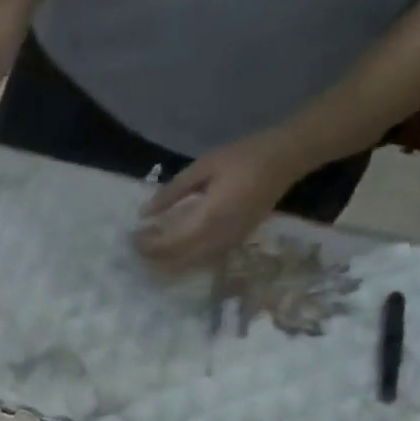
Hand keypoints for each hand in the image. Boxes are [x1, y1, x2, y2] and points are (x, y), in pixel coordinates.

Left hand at [134, 129, 314, 267]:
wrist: (287, 157)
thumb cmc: (244, 157)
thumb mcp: (203, 167)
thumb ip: (172, 192)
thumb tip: (144, 213)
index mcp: (209, 218)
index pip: (170, 244)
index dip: (148, 245)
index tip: (132, 238)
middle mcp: (219, 237)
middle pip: (178, 259)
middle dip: (154, 256)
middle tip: (137, 246)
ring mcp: (229, 242)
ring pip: (190, 263)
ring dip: (167, 260)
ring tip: (151, 247)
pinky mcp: (236, 242)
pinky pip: (204, 258)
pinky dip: (184, 257)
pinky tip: (174, 246)